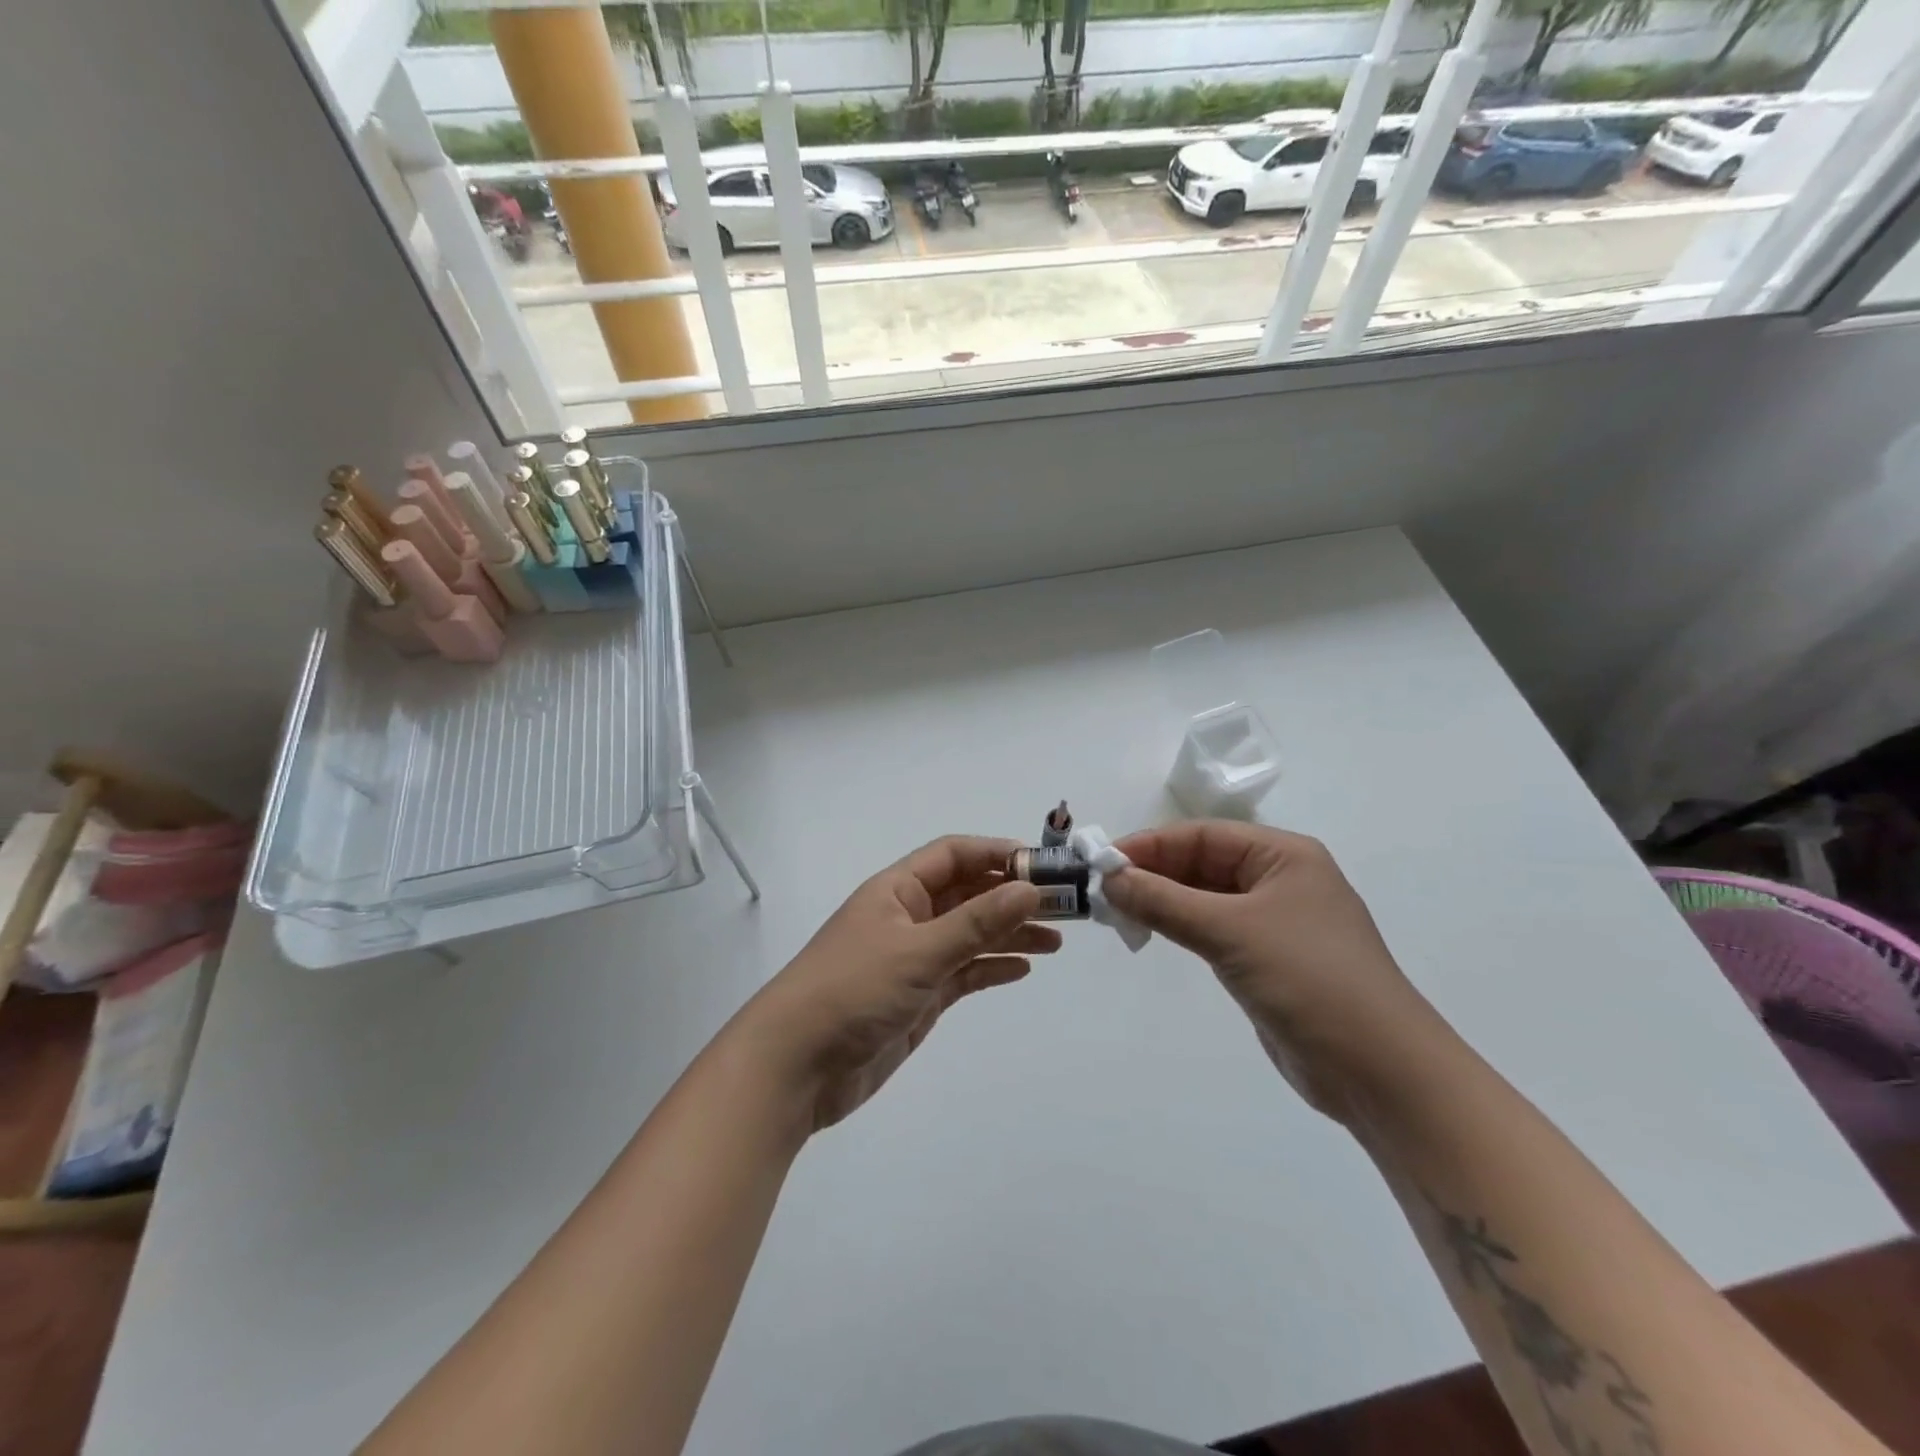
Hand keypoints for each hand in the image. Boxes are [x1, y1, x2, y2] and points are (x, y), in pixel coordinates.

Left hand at [739, 836, 1061, 1131]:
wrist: (795, 1067)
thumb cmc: (853, 991)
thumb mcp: (919, 951)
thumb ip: (976, 922)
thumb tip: (1029, 889)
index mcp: (898, 890)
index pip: (954, 855)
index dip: (997, 854)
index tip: (1043, 867)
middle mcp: (907, 917)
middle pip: (967, 894)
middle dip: (1012, 897)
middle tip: (1064, 908)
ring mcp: (913, 959)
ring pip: (970, 935)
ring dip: (1009, 933)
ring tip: (1056, 941)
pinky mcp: (917, 997)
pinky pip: (962, 972)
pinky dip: (990, 968)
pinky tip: (1021, 969)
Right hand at [1104, 821, 1439, 1120]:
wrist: (1381, 1071)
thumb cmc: (1309, 980)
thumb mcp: (1231, 931)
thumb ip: (1165, 902)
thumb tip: (1109, 878)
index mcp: (1283, 855)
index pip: (1202, 836)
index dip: (1150, 845)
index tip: (1102, 863)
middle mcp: (1279, 880)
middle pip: (1202, 864)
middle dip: (1153, 874)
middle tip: (1102, 892)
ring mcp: (1274, 923)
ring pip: (1204, 898)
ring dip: (1162, 902)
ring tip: (1116, 912)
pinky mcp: (1266, 960)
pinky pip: (1213, 931)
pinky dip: (1180, 928)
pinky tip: (1150, 934)